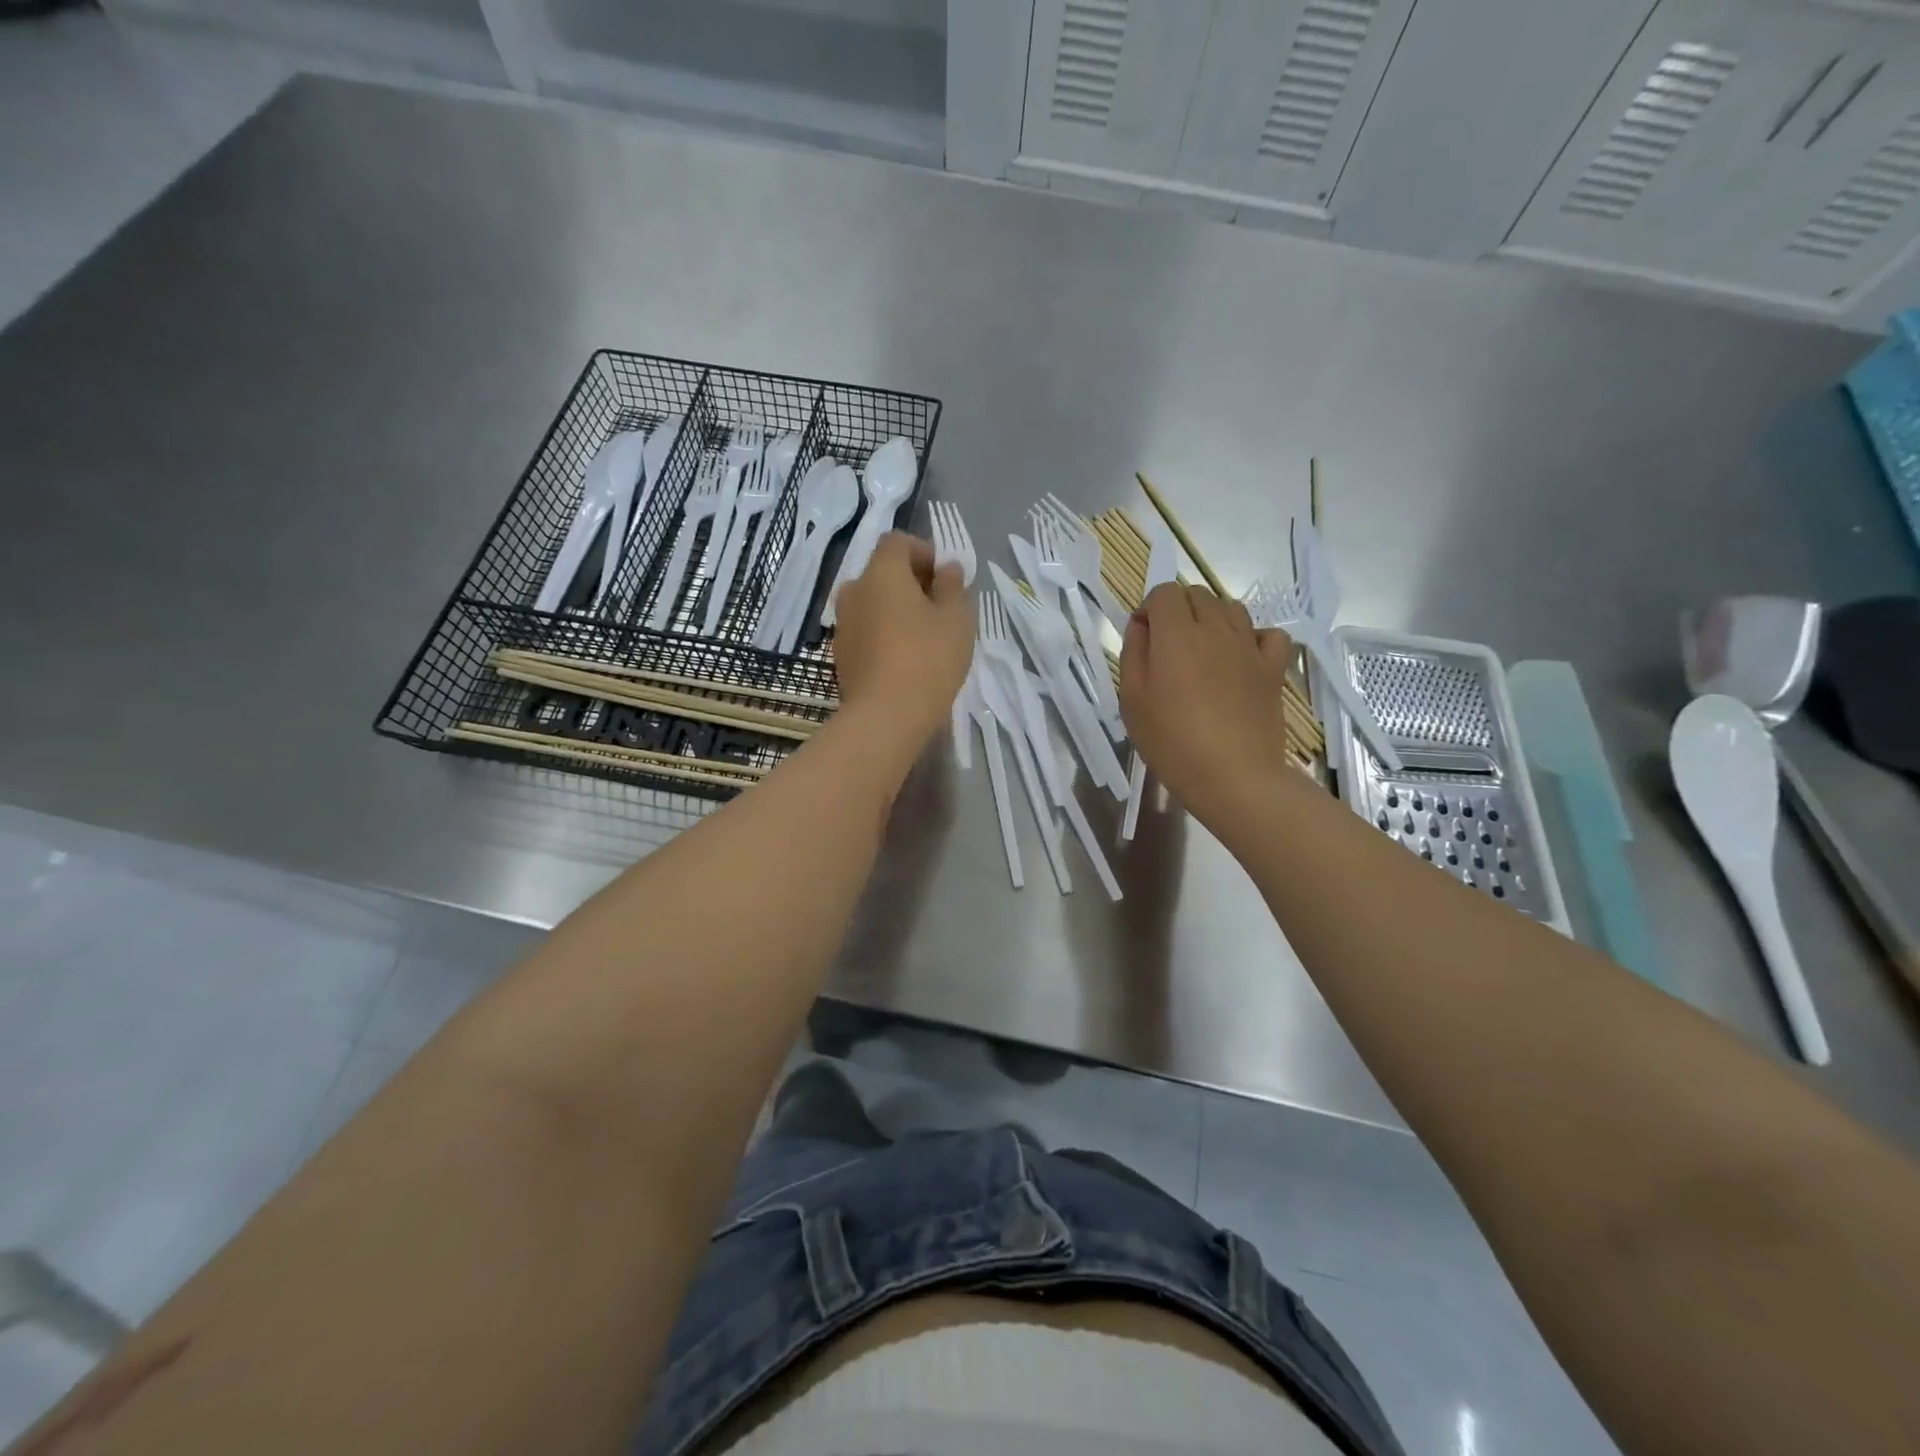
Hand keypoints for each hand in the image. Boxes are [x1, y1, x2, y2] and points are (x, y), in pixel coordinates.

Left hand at [832, 532, 971, 745]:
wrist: (885, 717)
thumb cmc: (928, 659)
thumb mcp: (957, 619)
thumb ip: (954, 586)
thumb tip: (948, 568)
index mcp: (881, 572)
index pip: (897, 542)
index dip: (923, 552)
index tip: (945, 578)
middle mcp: (854, 590)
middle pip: (882, 572)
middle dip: (910, 582)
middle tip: (939, 607)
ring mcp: (843, 624)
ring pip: (872, 603)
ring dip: (895, 609)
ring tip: (923, 636)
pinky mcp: (841, 655)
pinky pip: (865, 630)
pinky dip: (883, 633)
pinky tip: (904, 659)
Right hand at [1119, 583, 1298, 834]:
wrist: (1234, 777)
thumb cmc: (1172, 743)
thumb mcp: (1132, 701)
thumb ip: (1133, 653)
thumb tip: (1141, 625)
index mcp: (1176, 635)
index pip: (1163, 592)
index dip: (1149, 610)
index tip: (1143, 639)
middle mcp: (1215, 629)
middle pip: (1197, 594)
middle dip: (1178, 611)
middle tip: (1168, 650)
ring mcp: (1249, 646)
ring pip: (1231, 608)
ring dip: (1212, 619)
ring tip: (1202, 653)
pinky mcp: (1273, 667)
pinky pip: (1269, 634)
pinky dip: (1254, 638)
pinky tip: (1242, 659)